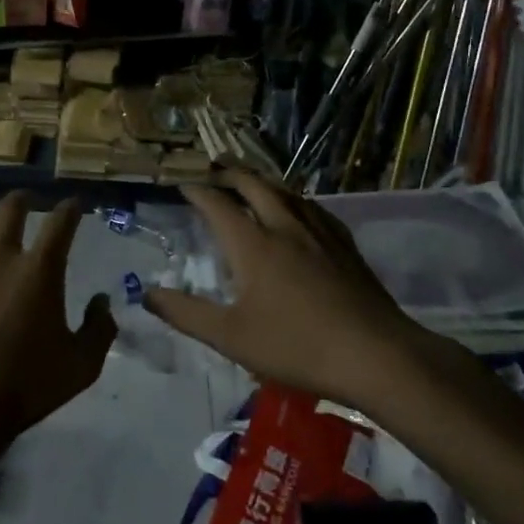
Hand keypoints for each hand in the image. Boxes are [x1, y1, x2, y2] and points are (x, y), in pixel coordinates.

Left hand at [0, 192, 116, 463]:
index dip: (70, 209)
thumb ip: (99, 330)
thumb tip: (102, 301)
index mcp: (39, 271)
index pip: (60, 225)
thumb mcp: (81, 366)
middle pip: (10, 211)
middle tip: (27, 199)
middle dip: (22, 199)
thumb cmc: (26, 387)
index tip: (74, 203)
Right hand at [143, 175, 427, 407]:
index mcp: (253, 244)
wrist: (376, 355)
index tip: (181, 184)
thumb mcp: (230, 337)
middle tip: (214, 168)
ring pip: (287, 192)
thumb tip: (147, 294)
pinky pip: (315, 209)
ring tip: (251, 180)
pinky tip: (301, 211)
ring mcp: (320, 234)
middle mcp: (284, 227)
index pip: (217, 205)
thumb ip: (186, 313)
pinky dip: (296, 200)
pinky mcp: (346, 247)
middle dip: (231, 173)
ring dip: (263, 180)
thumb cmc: (296, 346)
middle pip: (255, 185)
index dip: (197, 191)